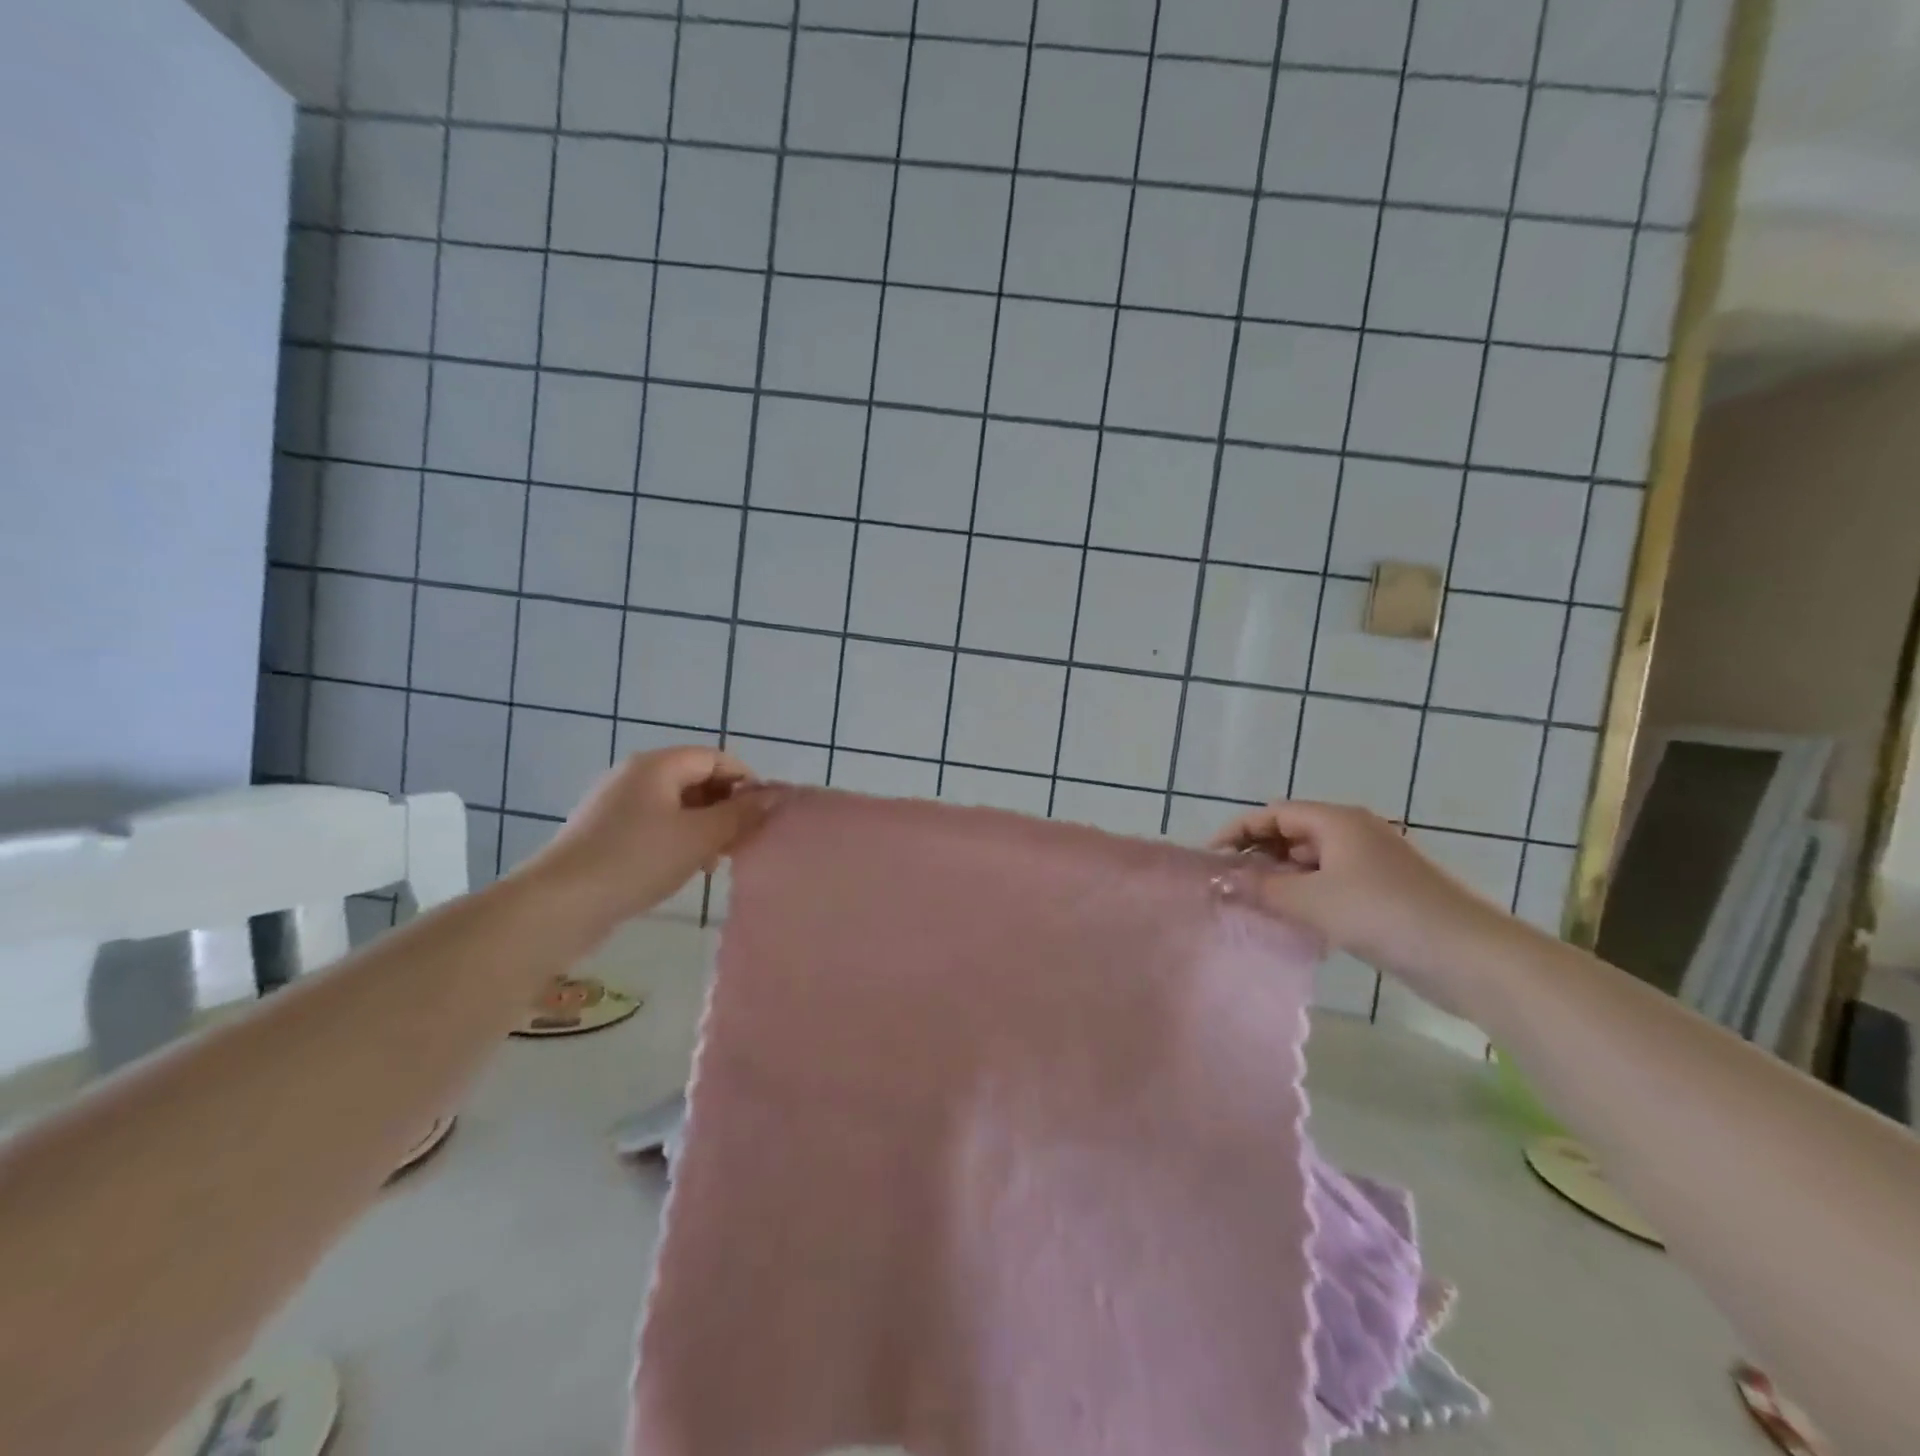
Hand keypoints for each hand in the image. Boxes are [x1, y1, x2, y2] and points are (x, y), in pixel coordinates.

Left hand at [523, 747, 775, 925]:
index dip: (746, 782)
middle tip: (743, 841)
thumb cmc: (637, 860)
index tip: (764, 816)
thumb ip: (741, 814)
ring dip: (703, 826)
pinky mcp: (604, 832)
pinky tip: (684, 868)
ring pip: (676, 805)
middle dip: (725, 807)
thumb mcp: (700, 836)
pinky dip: (677, 838)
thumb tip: (776, 795)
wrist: (559, 905)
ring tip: (716, 860)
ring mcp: (615, 803)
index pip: (716, 758)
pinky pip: (654, 824)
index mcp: (657, 765)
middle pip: (696, 779)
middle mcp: (635, 775)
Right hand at [1210, 801, 1512, 1010]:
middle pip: (1293, 834)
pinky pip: (1333, 883)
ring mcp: (1374, 863)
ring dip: (1282, 879)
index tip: (1210, 859)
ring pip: (1313, 862)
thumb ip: (1261, 888)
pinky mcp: (1387, 892)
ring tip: (1255, 905)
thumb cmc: (1383, 913)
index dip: (1238, 831)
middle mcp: (1355, 833)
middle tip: (1230, 885)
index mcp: (1337, 821)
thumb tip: (1220, 881)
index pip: (1274, 813)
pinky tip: (1295, 922)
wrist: (1471, 956)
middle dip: (1258, 855)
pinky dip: (1308, 896)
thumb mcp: (1311, 900)